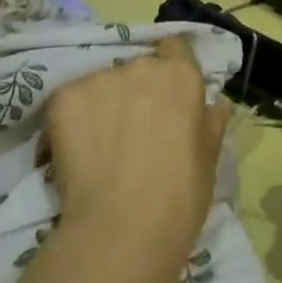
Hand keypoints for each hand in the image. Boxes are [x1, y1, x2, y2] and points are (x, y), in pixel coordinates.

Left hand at [44, 33, 229, 278]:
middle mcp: (141, 66)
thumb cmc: (178, 200)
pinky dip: (73, 120)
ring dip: (104, 104)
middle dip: (135, 92)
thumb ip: (210, 124)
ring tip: (101, 147)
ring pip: (102, 84)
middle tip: (134, 131)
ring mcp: (100, 78)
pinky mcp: (65, 97)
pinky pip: (71, 100)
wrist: (121, 233)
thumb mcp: (208, 162)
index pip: (175, 49)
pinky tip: (77, 152)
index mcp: (181, 76)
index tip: (166, 96)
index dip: (170, 68)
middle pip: (137, 68)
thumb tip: (216, 104)